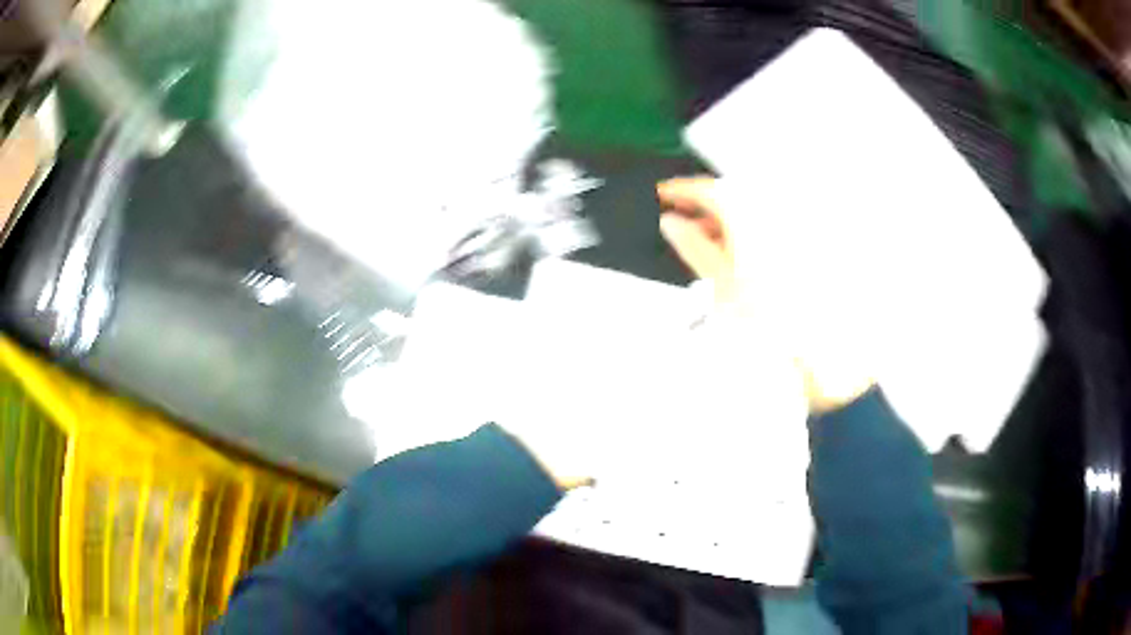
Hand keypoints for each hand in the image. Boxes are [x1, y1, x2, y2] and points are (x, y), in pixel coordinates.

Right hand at [657, 177, 875, 413]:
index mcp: (754, 223)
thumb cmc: (770, 324)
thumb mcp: (720, 284)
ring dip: (725, 219)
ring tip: (704, 238)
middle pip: (735, 196)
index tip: (667, 193)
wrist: (813, 354)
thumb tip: (673, 224)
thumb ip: (695, 247)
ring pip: (752, 213)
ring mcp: (790, 236)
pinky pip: (767, 229)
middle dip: (705, 203)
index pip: (713, 190)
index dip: (685, 189)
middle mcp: (777, 221)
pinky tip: (735, 250)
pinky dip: (746, 232)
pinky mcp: (800, 251)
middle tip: (681, 215)